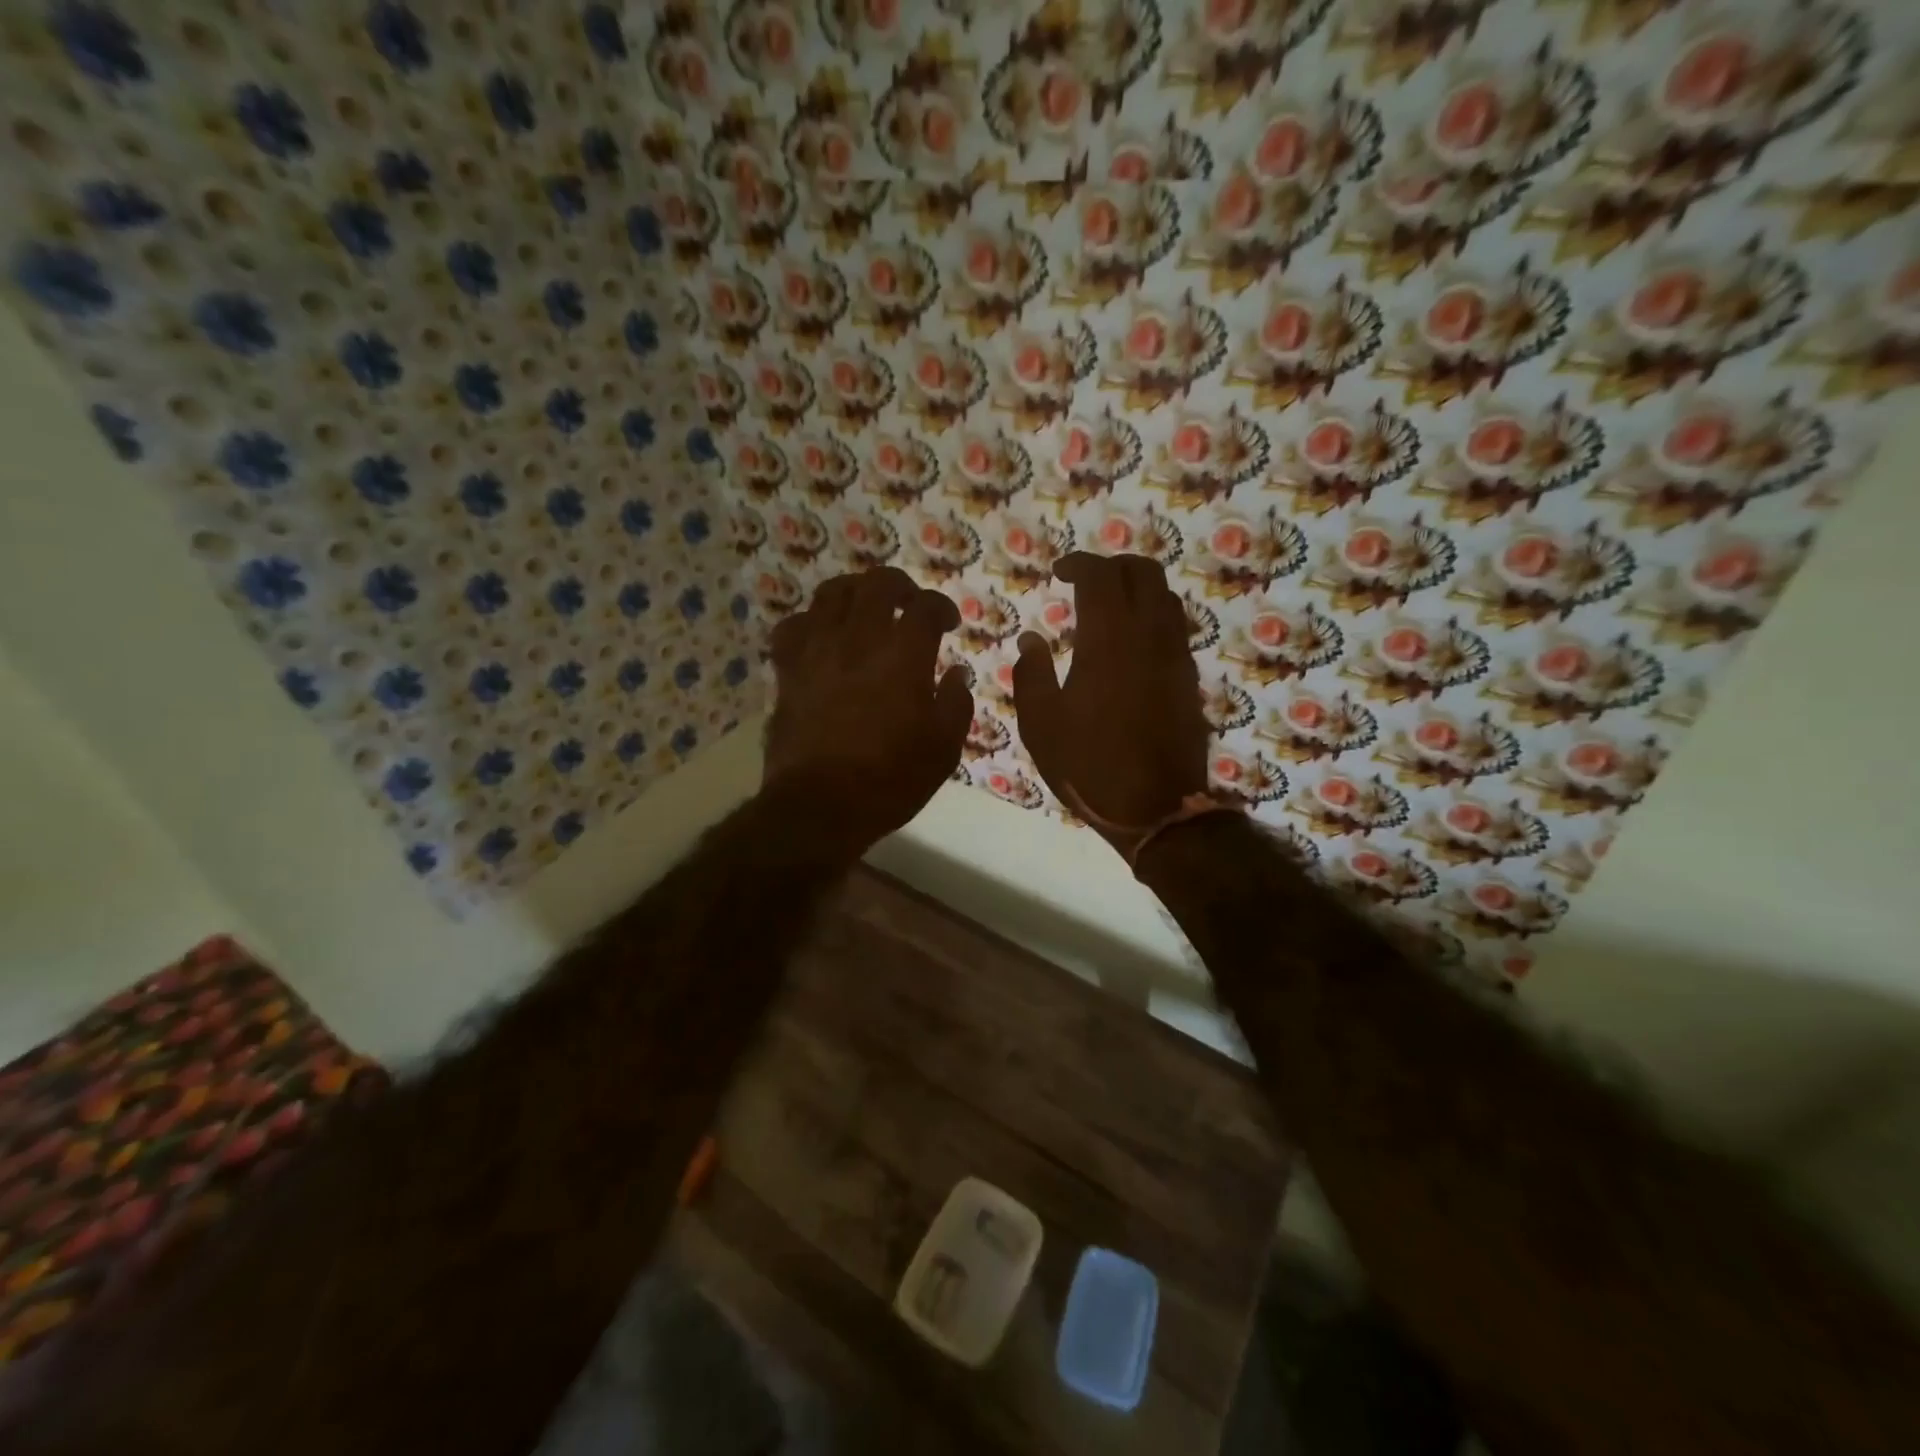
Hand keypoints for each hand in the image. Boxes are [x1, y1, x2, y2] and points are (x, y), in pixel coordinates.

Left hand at [764, 567, 972, 852]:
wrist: (822, 806)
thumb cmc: (891, 779)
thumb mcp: (944, 748)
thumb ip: (955, 703)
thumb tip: (956, 673)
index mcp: (904, 655)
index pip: (925, 608)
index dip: (941, 607)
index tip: (948, 623)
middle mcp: (859, 639)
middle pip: (877, 584)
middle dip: (900, 585)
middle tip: (909, 603)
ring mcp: (818, 651)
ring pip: (831, 594)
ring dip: (854, 591)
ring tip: (865, 607)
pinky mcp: (788, 670)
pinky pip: (793, 627)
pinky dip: (810, 622)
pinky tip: (820, 635)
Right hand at [1013, 553, 1208, 856]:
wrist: (1156, 808)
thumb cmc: (1089, 767)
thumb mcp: (1040, 725)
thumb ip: (1031, 675)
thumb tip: (1031, 641)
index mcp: (1107, 641)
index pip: (1101, 575)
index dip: (1079, 563)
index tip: (1059, 572)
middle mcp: (1148, 636)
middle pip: (1143, 571)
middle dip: (1113, 565)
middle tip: (1086, 581)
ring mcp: (1175, 656)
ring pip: (1166, 595)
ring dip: (1138, 587)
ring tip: (1110, 606)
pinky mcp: (1189, 678)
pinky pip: (1175, 626)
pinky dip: (1153, 614)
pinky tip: (1132, 640)